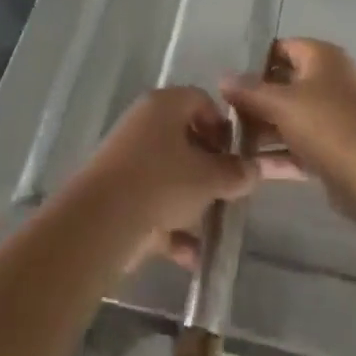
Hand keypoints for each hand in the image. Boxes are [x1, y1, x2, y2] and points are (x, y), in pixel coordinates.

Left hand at [75, 87, 260, 271]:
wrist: (101, 221)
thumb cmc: (161, 182)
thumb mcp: (208, 177)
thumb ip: (235, 172)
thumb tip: (254, 169)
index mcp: (163, 105)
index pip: (200, 100)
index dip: (222, 125)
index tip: (236, 154)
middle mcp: (142, 124)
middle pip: (184, 138)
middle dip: (209, 167)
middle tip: (228, 189)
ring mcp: (126, 159)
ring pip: (169, 175)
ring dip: (193, 201)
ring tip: (214, 225)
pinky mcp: (116, 193)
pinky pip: (152, 203)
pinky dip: (171, 227)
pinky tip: (192, 255)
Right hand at [223, 39, 355, 201]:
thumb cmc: (325, 123)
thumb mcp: (281, 102)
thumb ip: (249, 91)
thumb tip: (223, 77)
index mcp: (322, 58)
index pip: (282, 48)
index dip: (255, 62)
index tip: (229, 82)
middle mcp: (330, 81)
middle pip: (285, 85)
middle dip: (255, 101)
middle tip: (224, 116)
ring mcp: (334, 117)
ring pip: (291, 119)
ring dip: (263, 131)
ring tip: (230, 144)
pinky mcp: (335, 150)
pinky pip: (299, 147)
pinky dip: (278, 155)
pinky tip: (250, 167)